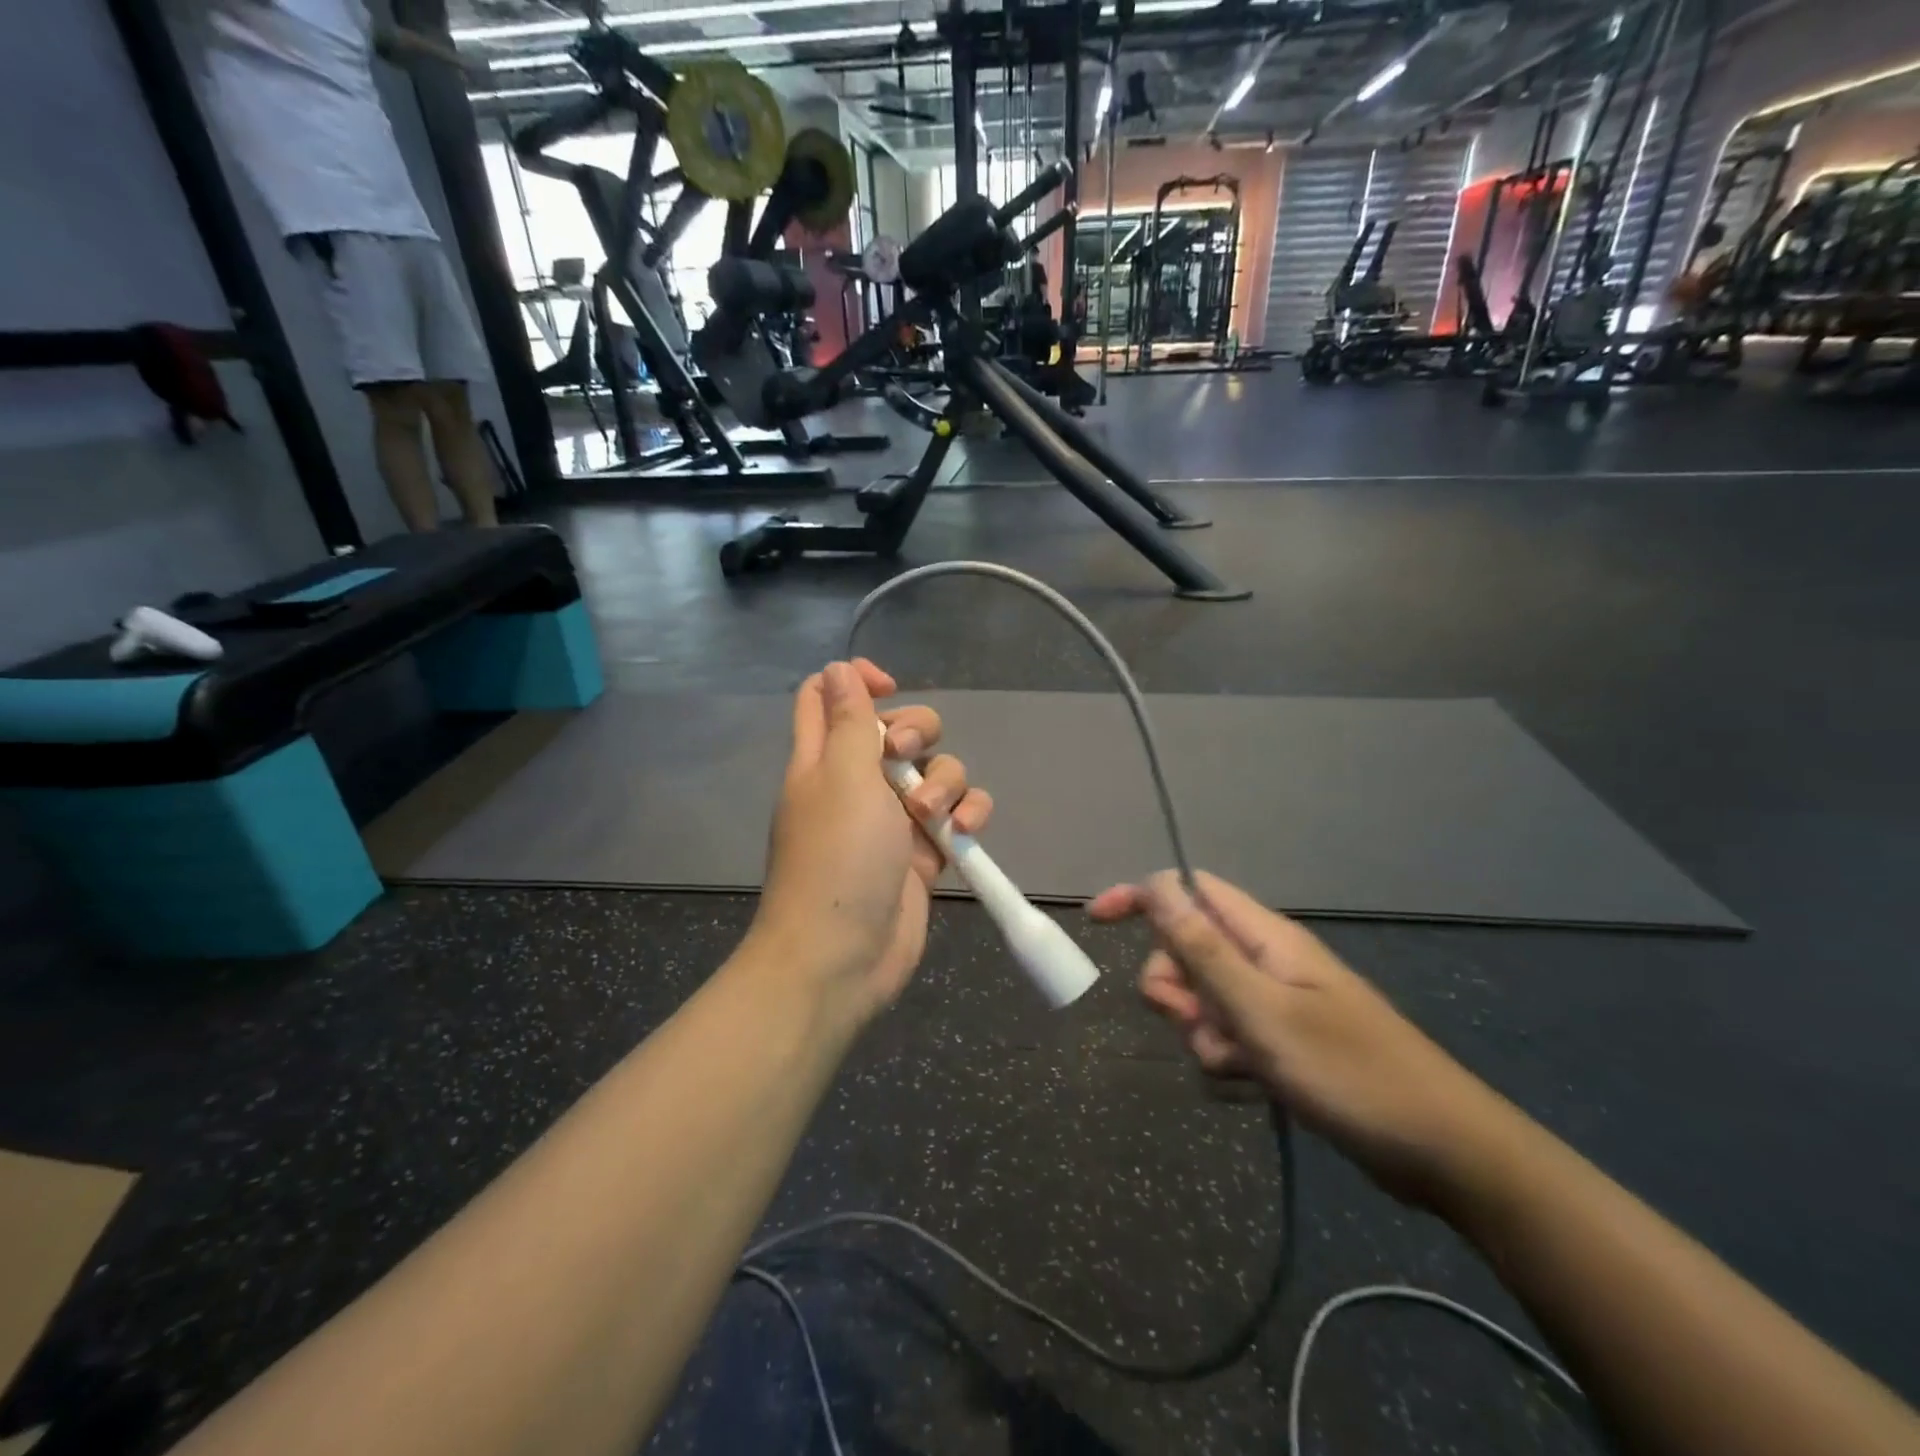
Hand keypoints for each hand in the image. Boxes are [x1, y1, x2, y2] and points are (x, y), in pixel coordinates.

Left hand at [751, 660, 991, 1023]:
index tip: (889, 687)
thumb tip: (837, 668)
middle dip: (917, 732)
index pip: (828, 696)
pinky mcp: (925, 851)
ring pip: (937, 770)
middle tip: (906, 756)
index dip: (857, 680)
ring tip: (934, 817)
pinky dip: (968, 815)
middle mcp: (858, 782)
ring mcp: (894, 818)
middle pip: (898, 729)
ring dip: (947, 782)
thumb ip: (849, 720)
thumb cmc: (836, 859)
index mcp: (824, 758)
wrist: (843, 956)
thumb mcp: (842, 777)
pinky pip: (958, 814)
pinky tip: (964, 833)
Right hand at [1089, 871, 1509, 1207]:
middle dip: (1174, 988)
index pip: (1188, 890)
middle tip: (1197, 1023)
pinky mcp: (1282, 1041)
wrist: (1441, 1150)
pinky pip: (1227, 1036)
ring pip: (1203, 1000)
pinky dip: (1226, 1057)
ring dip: (1202, 1032)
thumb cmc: (1348, 1072)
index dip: (1140, 897)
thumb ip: (1202, 949)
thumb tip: (1156, 885)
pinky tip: (1253, 1084)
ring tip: (1240, 1064)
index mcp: (1264, 937)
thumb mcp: (1261, 1010)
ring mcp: (1275, 1002)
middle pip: (1187, 950)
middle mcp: (1265, 960)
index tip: (1097, 922)